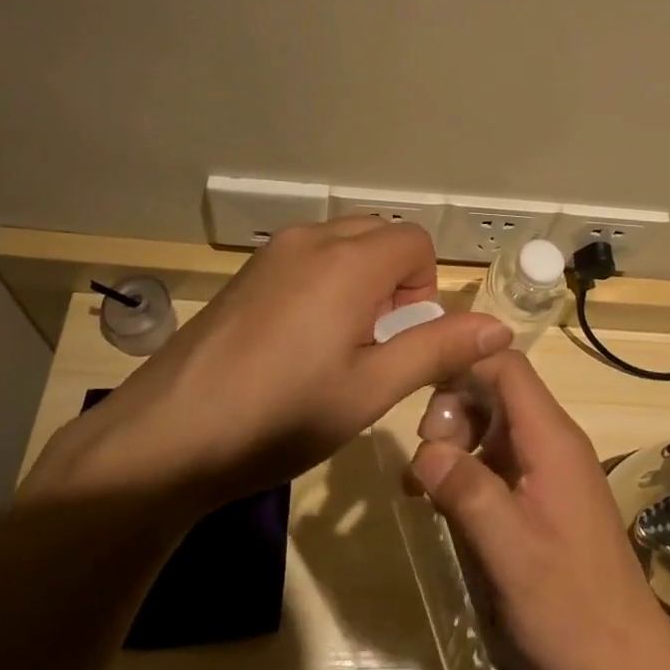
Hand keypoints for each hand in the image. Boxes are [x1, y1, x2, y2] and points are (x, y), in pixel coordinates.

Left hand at [22, 219, 512, 514]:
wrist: (169, 435)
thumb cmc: (282, 415)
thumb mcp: (371, 388)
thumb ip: (437, 348)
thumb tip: (500, 325)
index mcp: (349, 260)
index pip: (416, 240)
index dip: (425, 286)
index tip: (403, 336)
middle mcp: (311, 238)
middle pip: (379, 234)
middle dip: (395, 278)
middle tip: (375, 342)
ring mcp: (272, 252)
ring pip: (342, 242)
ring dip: (359, 279)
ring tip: (337, 344)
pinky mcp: (246, 271)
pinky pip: (307, 256)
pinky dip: (324, 281)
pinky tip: (297, 341)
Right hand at [409, 351, 669, 669]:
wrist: (628, 659)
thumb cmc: (569, 602)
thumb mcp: (508, 550)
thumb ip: (466, 491)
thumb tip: (423, 450)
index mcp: (551, 438)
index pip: (506, 365)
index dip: (464, 366)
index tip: (421, 394)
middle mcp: (555, 438)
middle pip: (496, 390)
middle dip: (453, 411)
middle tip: (426, 460)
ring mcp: (553, 464)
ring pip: (495, 423)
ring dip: (458, 441)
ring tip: (427, 486)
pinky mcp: (549, 490)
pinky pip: (503, 455)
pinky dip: (472, 466)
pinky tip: (447, 502)